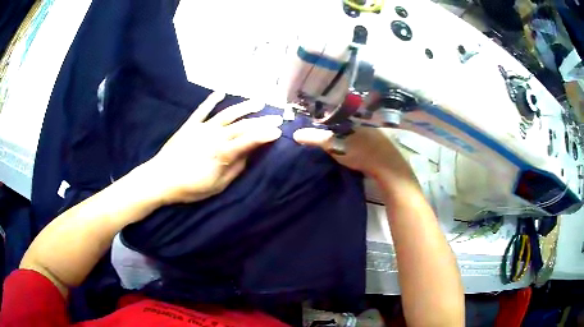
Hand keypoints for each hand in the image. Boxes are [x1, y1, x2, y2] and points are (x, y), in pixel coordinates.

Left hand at [144, 92, 282, 204]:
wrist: (160, 179)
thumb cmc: (190, 187)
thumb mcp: (217, 186)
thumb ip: (235, 169)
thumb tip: (248, 155)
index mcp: (223, 153)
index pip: (249, 141)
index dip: (265, 135)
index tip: (279, 131)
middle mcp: (215, 136)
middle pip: (242, 126)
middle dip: (262, 121)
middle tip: (277, 117)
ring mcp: (202, 128)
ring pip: (227, 114)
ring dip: (244, 107)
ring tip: (258, 101)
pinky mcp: (190, 125)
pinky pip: (202, 110)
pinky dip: (211, 100)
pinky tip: (221, 91)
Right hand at [293, 127, 415, 183]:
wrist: (389, 170)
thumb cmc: (362, 154)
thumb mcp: (336, 146)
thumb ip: (317, 139)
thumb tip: (297, 134)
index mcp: (357, 122)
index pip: (339, 119)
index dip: (327, 123)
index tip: (317, 129)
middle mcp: (367, 126)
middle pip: (348, 127)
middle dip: (337, 131)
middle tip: (325, 139)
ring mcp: (377, 138)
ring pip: (358, 136)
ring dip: (348, 140)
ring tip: (337, 147)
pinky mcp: (382, 150)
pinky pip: (365, 145)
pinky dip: (357, 148)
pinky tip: (354, 154)